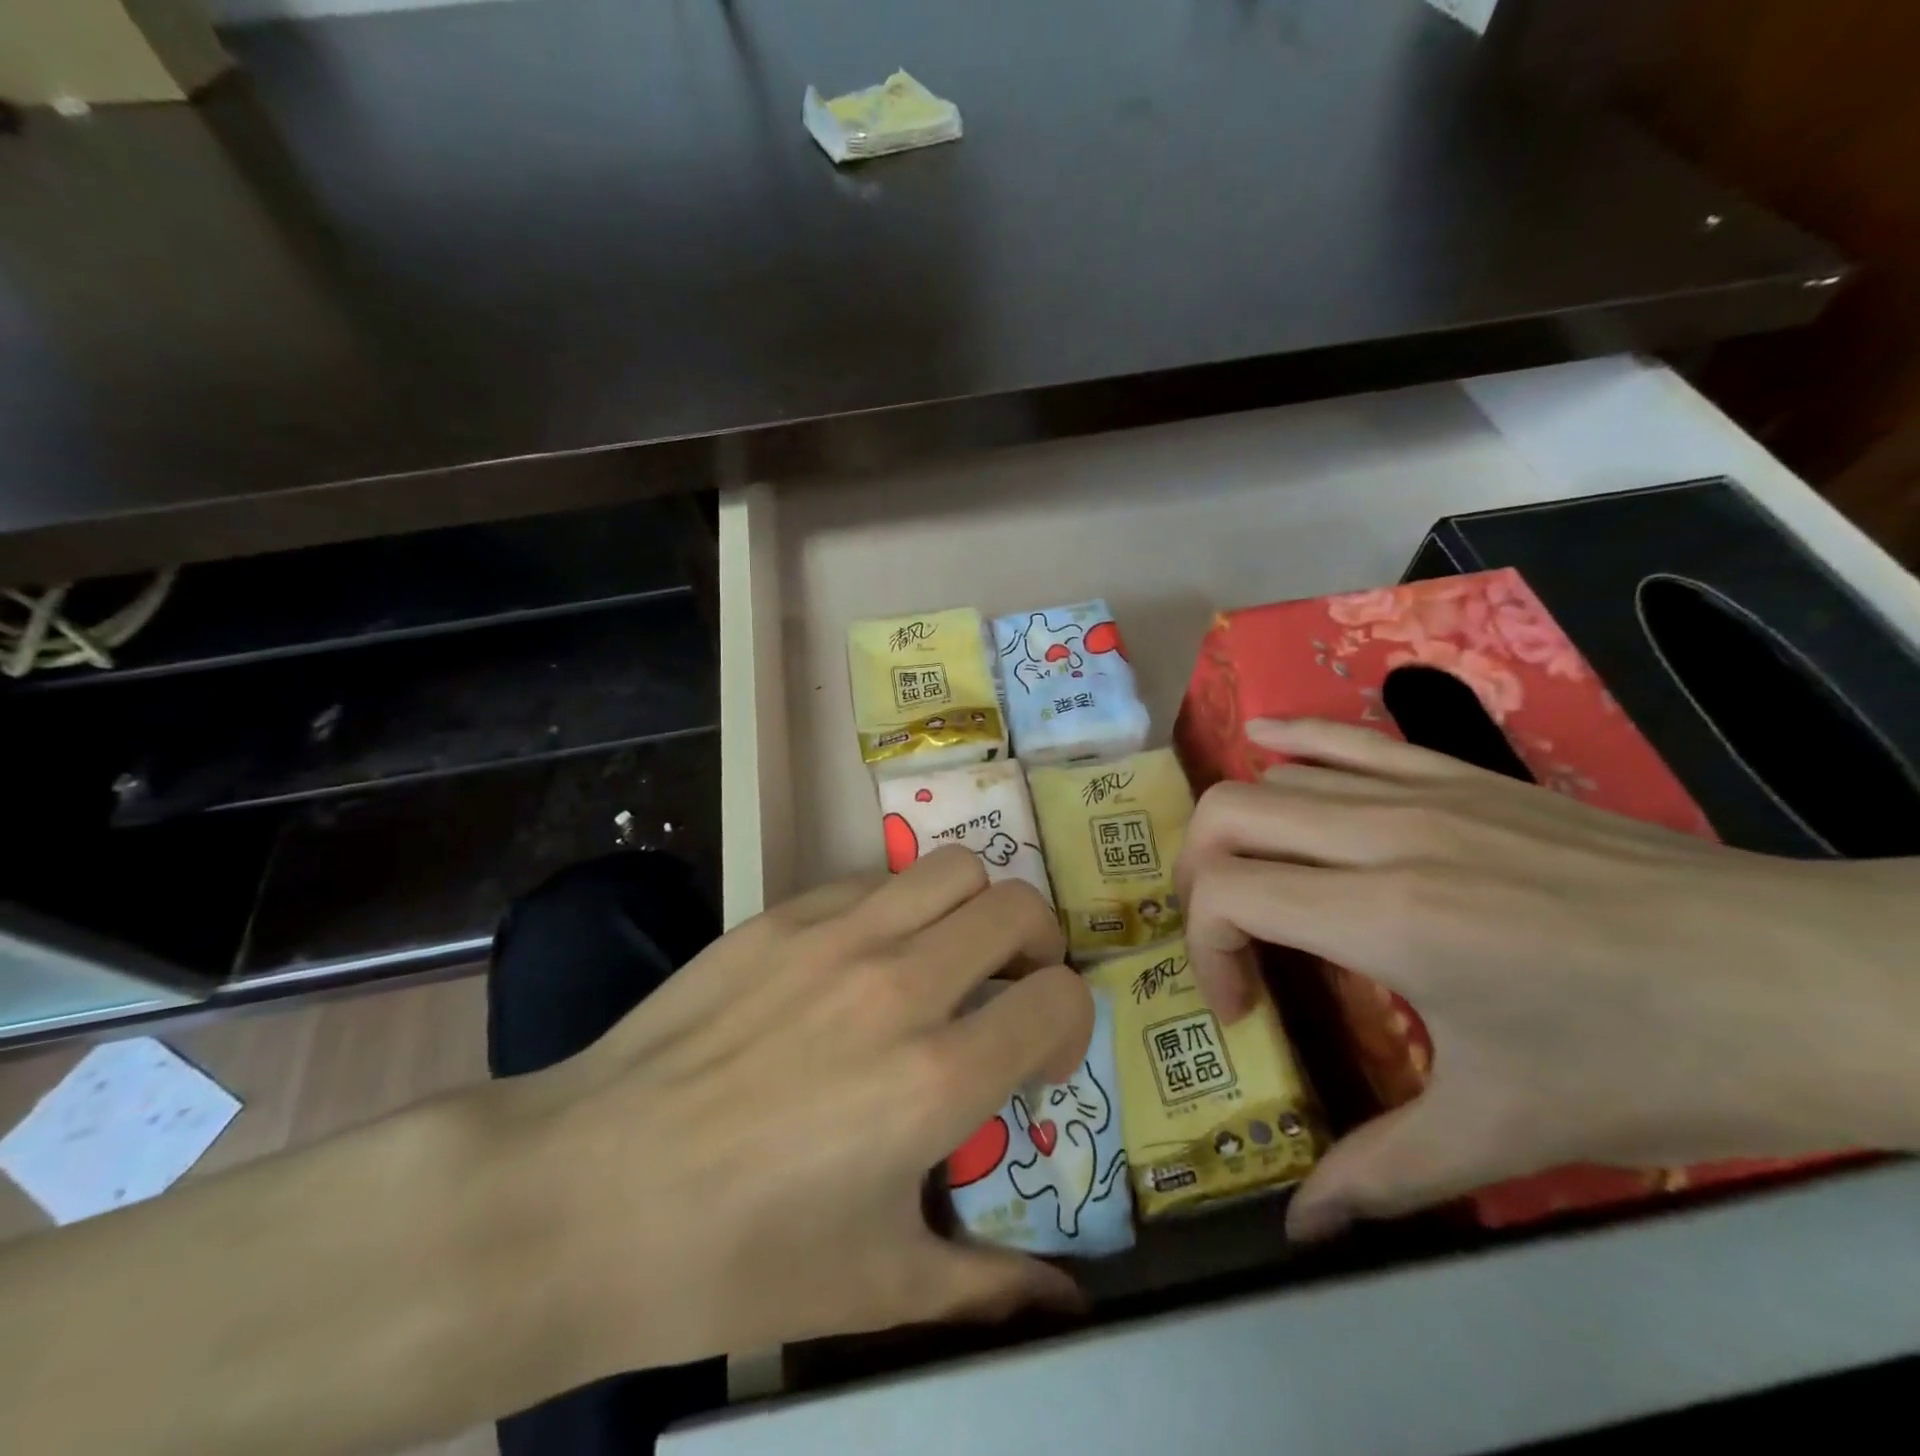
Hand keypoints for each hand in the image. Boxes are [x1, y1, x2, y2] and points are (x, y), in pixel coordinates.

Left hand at [519, 845, 1092, 1378]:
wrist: (585, 1194)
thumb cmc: (734, 1258)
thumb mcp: (877, 1288)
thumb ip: (990, 1287)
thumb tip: (1070, 1306)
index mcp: (935, 1077)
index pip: (1060, 998)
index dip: (1069, 1026)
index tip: (1036, 1062)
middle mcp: (900, 984)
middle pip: (1020, 908)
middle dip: (1036, 948)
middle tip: (1008, 991)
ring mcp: (836, 935)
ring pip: (955, 869)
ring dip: (973, 909)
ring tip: (947, 957)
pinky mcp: (781, 914)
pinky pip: (874, 880)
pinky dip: (899, 907)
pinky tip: (864, 957)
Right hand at [1177, 719, 1919, 1240]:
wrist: (1820, 982)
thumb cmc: (1659, 1063)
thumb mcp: (1510, 1132)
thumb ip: (1385, 1174)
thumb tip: (1301, 1230)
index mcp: (1390, 918)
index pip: (1230, 894)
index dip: (1207, 951)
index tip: (1244, 1011)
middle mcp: (1388, 836)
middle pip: (1229, 815)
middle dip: (1197, 876)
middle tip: (1225, 938)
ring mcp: (1427, 793)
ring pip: (1276, 776)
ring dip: (1238, 828)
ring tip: (1252, 881)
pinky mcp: (1464, 774)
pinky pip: (1348, 737)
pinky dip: (1290, 737)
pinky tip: (1261, 737)